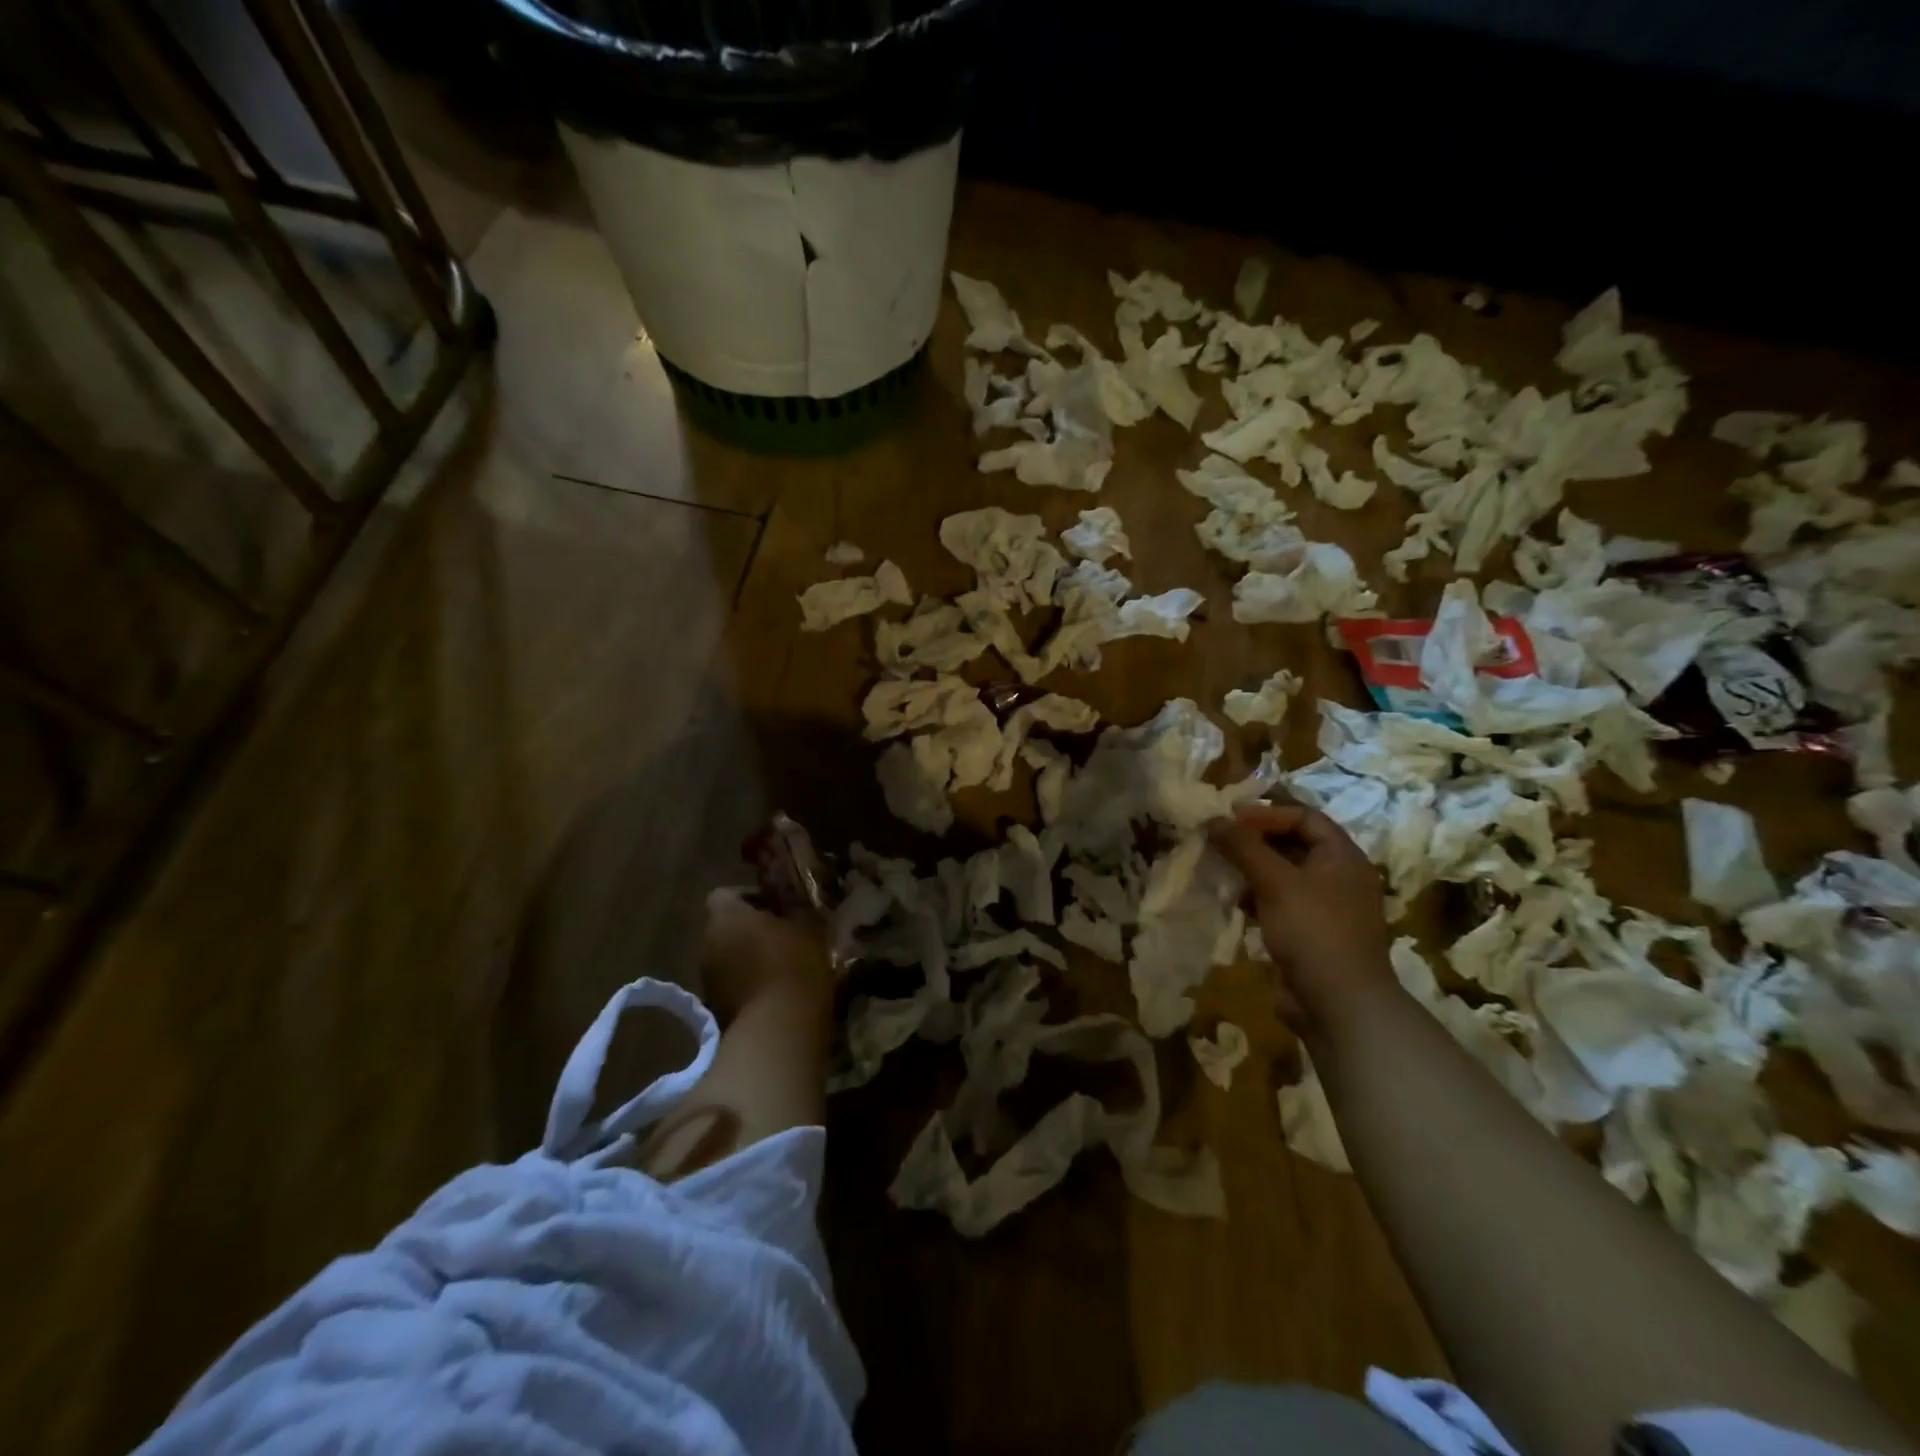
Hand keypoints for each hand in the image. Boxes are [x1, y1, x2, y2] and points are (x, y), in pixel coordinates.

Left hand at [700, 887, 834, 1026]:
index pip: (724, 894)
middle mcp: (706, 945)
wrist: (779, 1030)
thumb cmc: (795, 965)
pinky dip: (747, 986)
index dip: (749, 897)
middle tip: (782, 936)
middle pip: (724, 928)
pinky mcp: (714, 1011)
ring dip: (747, 959)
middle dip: (749, 930)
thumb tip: (794, 901)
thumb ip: (797, 909)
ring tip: (781, 968)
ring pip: (726, 959)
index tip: (776, 907)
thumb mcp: (809, 926)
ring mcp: (706, 981)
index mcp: (725, 917)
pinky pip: (730, 987)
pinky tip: (774, 995)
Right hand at [1209, 803, 1393, 1016]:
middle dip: (1256, 841)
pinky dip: (1259, 898)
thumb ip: (1244, 847)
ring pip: (1285, 876)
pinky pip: (1283, 904)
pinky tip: (1236, 903)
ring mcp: (1328, 908)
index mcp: (1343, 857)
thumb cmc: (1313, 930)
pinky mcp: (1313, 935)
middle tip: (1219, 841)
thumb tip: (1214, 820)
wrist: (1340, 1005)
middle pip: (1295, 845)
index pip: (1305, 817)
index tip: (1230, 818)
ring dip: (1254, 870)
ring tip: (1222, 870)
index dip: (1267, 813)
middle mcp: (1340, 877)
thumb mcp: (1275, 882)